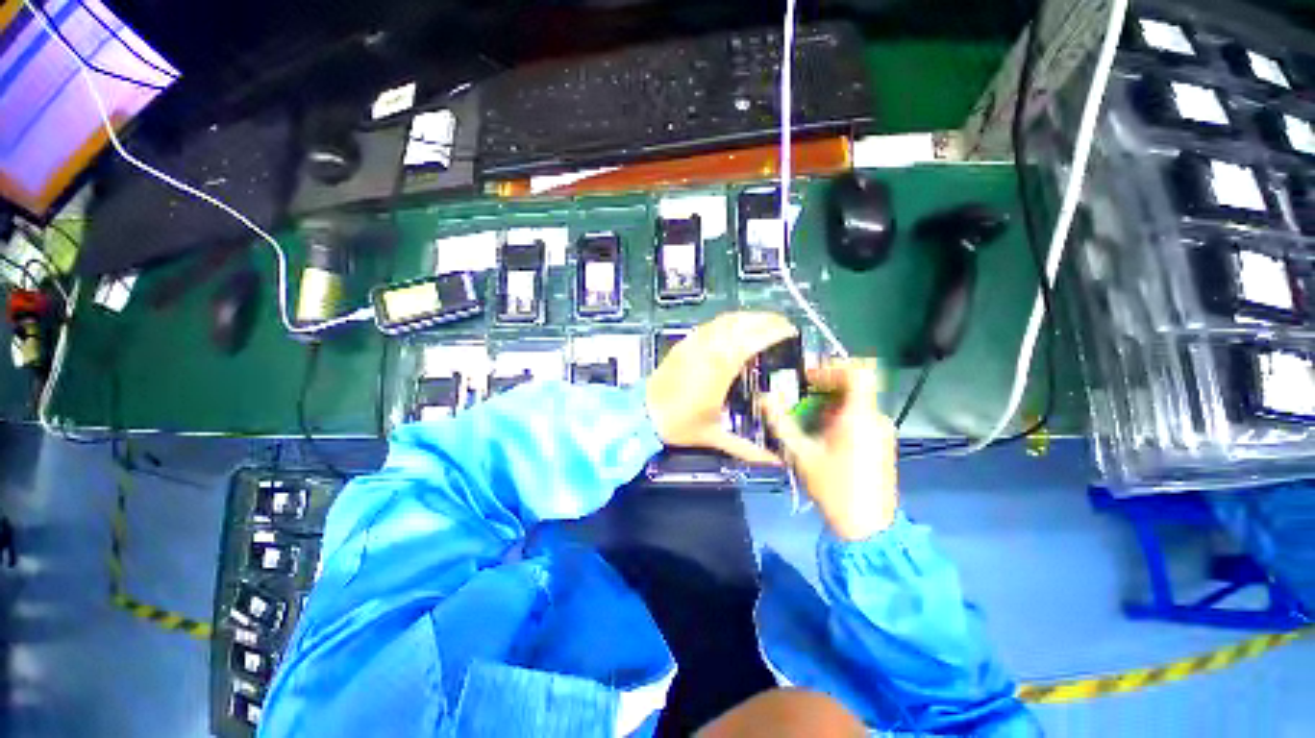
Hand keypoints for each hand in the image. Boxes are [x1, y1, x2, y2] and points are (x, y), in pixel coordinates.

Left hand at [646, 311, 797, 464]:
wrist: (643, 414)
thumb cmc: (679, 425)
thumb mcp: (714, 437)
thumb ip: (747, 449)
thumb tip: (775, 462)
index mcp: (718, 370)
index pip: (750, 340)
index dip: (772, 332)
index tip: (791, 332)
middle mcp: (707, 349)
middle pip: (740, 323)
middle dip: (765, 319)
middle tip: (783, 325)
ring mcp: (693, 343)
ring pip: (724, 320)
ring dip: (747, 318)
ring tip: (763, 324)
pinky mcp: (683, 343)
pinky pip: (710, 325)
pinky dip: (728, 322)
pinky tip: (735, 329)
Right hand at [762, 359, 897, 540]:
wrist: (867, 527)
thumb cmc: (833, 488)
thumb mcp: (800, 454)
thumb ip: (780, 422)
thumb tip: (763, 397)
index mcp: (859, 416)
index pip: (858, 372)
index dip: (832, 367)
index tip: (808, 377)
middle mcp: (875, 418)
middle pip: (853, 385)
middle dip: (823, 387)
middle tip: (797, 397)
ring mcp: (881, 431)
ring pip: (855, 402)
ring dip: (828, 403)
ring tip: (804, 419)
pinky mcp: (881, 442)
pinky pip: (860, 416)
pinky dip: (839, 416)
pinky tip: (821, 435)